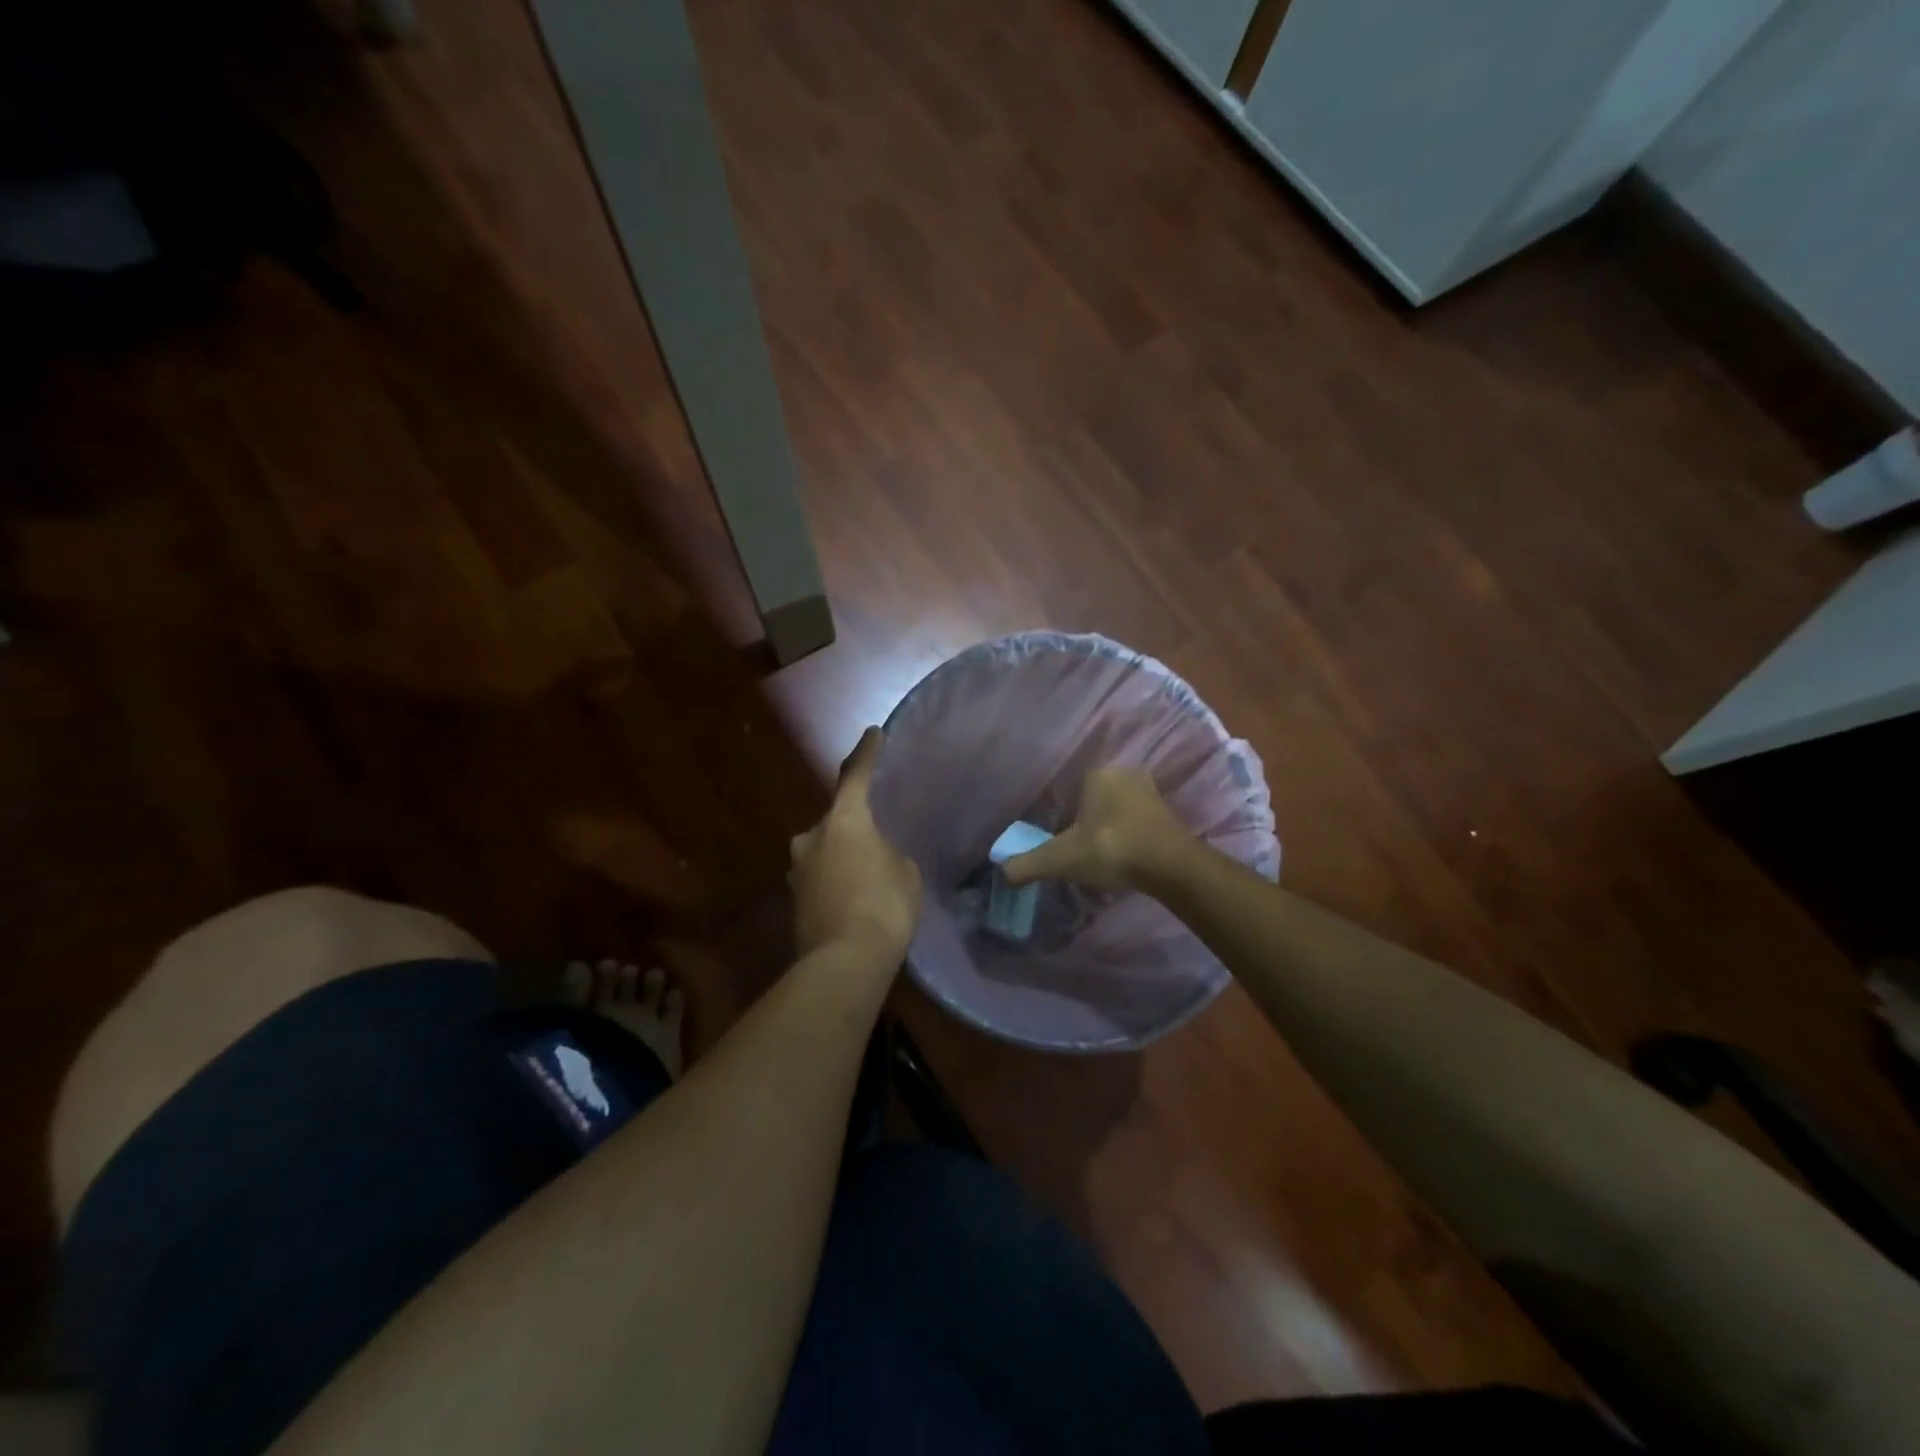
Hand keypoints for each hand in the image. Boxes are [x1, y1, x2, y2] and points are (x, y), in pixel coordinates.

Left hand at [790, 727, 922, 961]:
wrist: (844, 963)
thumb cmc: (884, 906)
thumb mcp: (904, 871)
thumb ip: (888, 853)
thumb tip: (873, 857)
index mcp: (843, 820)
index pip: (855, 775)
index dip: (866, 753)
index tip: (872, 733)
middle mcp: (811, 837)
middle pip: (835, 820)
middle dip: (853, 825)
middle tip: (877, 838)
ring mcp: (797, 870)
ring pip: (824, 851)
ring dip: (842, 856)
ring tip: (867, 875)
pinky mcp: (794, 901)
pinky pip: (820, 879)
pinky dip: (835, 882)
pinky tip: (854, 900)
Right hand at [1001, 767, 1192, 890]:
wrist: (1170, 865)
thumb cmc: (1111, 848)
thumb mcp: (1061, 858)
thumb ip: (1028, 864)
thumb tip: (1001, 873)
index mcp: (1096, 773)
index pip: (1067, 792)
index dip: (1060, 819)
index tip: (1060, 843)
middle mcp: (1124, 773)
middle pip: (1092, 802)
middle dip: (1084, 825)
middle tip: (1079, 854)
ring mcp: (1149, 791)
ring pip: (1115, 812)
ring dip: (1107, 832)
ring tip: (1101, 860)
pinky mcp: (1168, 812)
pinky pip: (1136, 823)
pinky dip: (1127, 838)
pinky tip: (1123, 860)